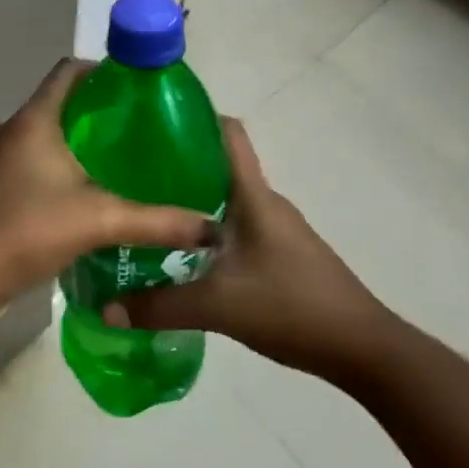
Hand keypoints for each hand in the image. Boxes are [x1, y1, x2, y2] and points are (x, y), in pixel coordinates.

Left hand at [0, 59, 219, 317]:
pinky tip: (92, 196)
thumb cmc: (26, 229)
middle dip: (100, 112)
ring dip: (81, 144)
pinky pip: (36, 164)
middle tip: (143, 130)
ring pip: (48, 137)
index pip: (68, 71)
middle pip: (61, 104)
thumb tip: (209, 226)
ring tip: (125, 162)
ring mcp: (0, 161)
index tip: (139, 87)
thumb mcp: (99, 221)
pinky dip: (63, 169)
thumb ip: (156, 222)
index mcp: (34, 120)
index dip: (103, 70)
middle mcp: (13, 131)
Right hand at [107, 117, 389, 380]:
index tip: (151, 123)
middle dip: (177, 166)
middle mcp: (266, 203)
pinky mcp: (282, 253)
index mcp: (254, 196)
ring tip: (148, 214)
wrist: (363, 349)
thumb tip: (105, 308)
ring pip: (227, 200)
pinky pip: (237, 227)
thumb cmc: (292, 307)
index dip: (194, 118)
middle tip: (131, 177)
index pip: (229, 134)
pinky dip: (208, 230)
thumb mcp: (218, 307)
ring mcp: (278, 229)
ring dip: (191, 202)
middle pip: (219, 166)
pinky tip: (183, 255)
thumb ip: (159, 305)